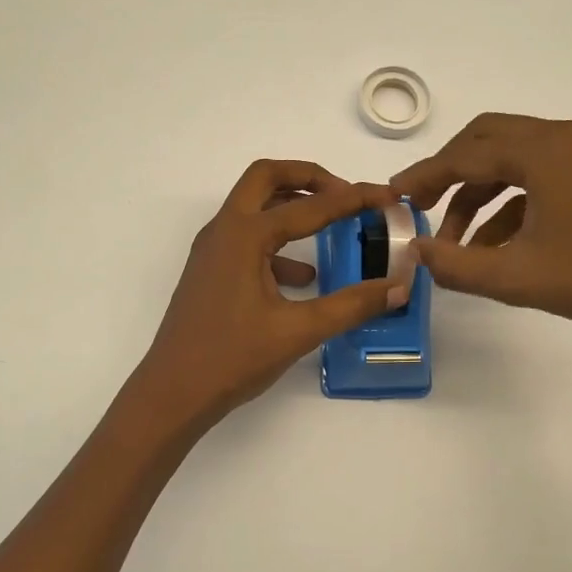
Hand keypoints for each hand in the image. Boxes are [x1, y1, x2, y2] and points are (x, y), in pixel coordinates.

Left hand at [132, 161, 407, 427]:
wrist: (173, 393)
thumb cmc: (232, 358)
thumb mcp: (298, 331)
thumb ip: (351, 305)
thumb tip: (398, 287)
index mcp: (244, 235)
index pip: (309, 205)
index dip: (352, 199)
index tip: (385, 196)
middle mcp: (224, 231)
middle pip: (266, 178)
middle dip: (309, 178)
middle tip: (345, 194)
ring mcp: (212, 250)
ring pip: (253, 207)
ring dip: (291, 206)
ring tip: (331, 227)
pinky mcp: (211, 271)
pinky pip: (247, 240)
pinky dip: (278, 244)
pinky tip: (304, 278)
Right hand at [389, 113, 571, 347]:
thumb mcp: (514, 276)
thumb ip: (454, 263)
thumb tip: (414, 252)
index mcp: (545, 150)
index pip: (467, 154)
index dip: (424, 175)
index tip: (393, 196)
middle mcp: (566, 137)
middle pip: (487, 140)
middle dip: (450, 174)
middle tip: (420, 207)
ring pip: (512, 159)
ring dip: (478, 194)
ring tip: (454, 242)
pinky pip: (538, 176)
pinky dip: (509, 204)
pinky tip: (492, 245)